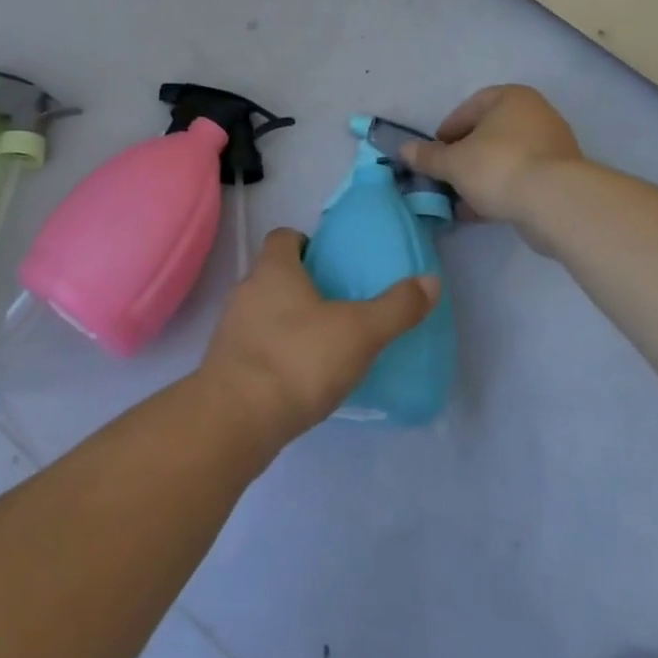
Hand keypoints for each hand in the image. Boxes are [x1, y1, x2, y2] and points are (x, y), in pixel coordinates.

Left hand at [199, 229, 438, 447]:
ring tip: (322, 345)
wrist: (235, 420)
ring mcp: (232, 328)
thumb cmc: (298, 360)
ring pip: (263, 311)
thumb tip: (431, 280)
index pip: (283, 237)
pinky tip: (299, 379)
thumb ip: (396, 308)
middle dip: (302, 285)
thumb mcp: (359, 332)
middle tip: (337, 306)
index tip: (330, 263)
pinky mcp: (227, 365)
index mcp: (273, 269)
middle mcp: (247, 289)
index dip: (305, 243)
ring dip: (288, 322)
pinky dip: (275, 354)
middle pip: (274, 274)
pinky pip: (256, 346)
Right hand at [398, 85, 583, 239]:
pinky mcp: (560, 177)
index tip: (434, 153)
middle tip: (445, 176)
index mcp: (511, 98)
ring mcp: (552, 146)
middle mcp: (535, 114)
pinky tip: (479, 212)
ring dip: (480, 177)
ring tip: (458, 200)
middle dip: (464, 157)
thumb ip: (428, 157)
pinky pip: (521, 178)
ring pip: (504, 158)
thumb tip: (403, 150)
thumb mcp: (453, 163)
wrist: (556, 203)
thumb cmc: (499, 167)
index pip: (469, 108)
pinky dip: (500, 191)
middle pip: (488, 134)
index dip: (447, 131)